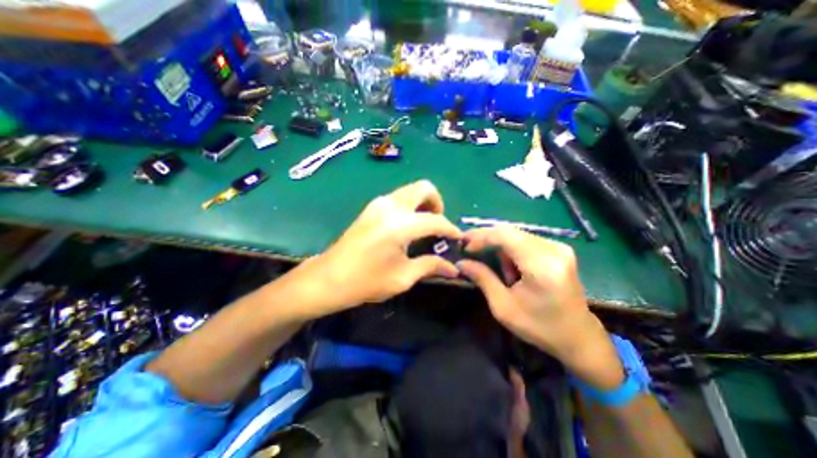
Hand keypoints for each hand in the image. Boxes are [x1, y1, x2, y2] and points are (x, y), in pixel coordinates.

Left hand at [280, 181, 458, 319]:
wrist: (329, 278)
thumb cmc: (366, 281)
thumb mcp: (403, 277)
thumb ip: (431, 266)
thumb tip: (453, 268)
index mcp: (400, 224)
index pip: (436, 220)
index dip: (451, 229)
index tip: (458, 239)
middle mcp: (390, 206)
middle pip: (424, 188)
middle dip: (437, 203)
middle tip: (438, 227)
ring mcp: (379, 203)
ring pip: (410, 190)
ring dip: (423, 204)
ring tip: (425, 228)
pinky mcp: (371, 207)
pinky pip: (399, 198)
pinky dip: (410, 206)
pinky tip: (408, 227)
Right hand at [457, 228, 623, 386]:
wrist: (578, 337)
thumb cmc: (539, 327)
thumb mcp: (503, 307)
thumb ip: (482, 279)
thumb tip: (461, 262)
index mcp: (542, 266)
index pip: (505, 235)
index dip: (481, 236)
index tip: (464, 246)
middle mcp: (553, 250)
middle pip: (509, 231)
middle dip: (487, 240)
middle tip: (470, 250)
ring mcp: (559, 247)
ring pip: (516, 235)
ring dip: (501, 248)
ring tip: (504, 275)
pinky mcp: (559, 249)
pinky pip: (526, 240)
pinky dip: (512, 251)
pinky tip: (515, 270)